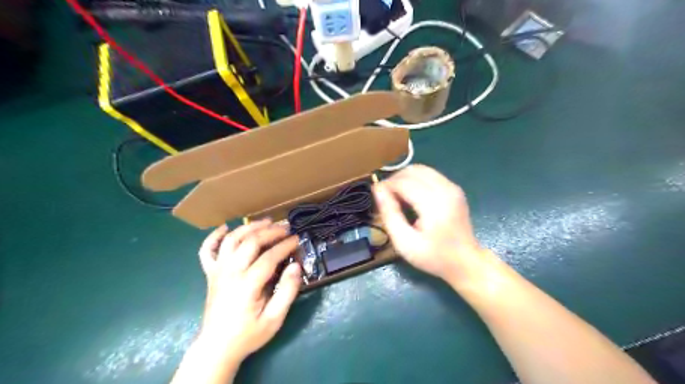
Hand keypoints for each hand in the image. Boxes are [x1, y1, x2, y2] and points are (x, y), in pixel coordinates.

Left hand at [194, 218, 298, 362]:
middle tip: (285, 227)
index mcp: (247, 285)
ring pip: (231, 240)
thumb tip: (296, 266)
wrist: (217, 347)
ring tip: (265, 222)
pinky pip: (207, 250)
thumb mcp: (274, 319)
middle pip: (250, 242)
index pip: (269, 256)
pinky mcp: (210, 273)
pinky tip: (225, 228)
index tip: (297, 239)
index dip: (285, 245)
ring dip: (249, 227)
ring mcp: (217, 271)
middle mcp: (230, 272)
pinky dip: (214, 236)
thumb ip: (287, 291)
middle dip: (270, 231)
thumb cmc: (248, 334)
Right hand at [373, 164, 486, 281]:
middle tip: (386, 198)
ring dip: (404, 178)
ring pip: (420, 169)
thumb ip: (390, 214)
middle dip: (394, 180)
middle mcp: (446, 189)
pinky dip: (415, 180)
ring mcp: (452, 187)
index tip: (377, 198)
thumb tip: (377, 189)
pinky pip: (429, 174)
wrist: (466, 262)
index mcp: (434, 204)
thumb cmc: (434, 257)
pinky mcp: (454, 188)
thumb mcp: (404, 243)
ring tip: (397, 196)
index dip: (386, 186)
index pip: (403, 182)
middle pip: (412, 170)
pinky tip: (411, 196)